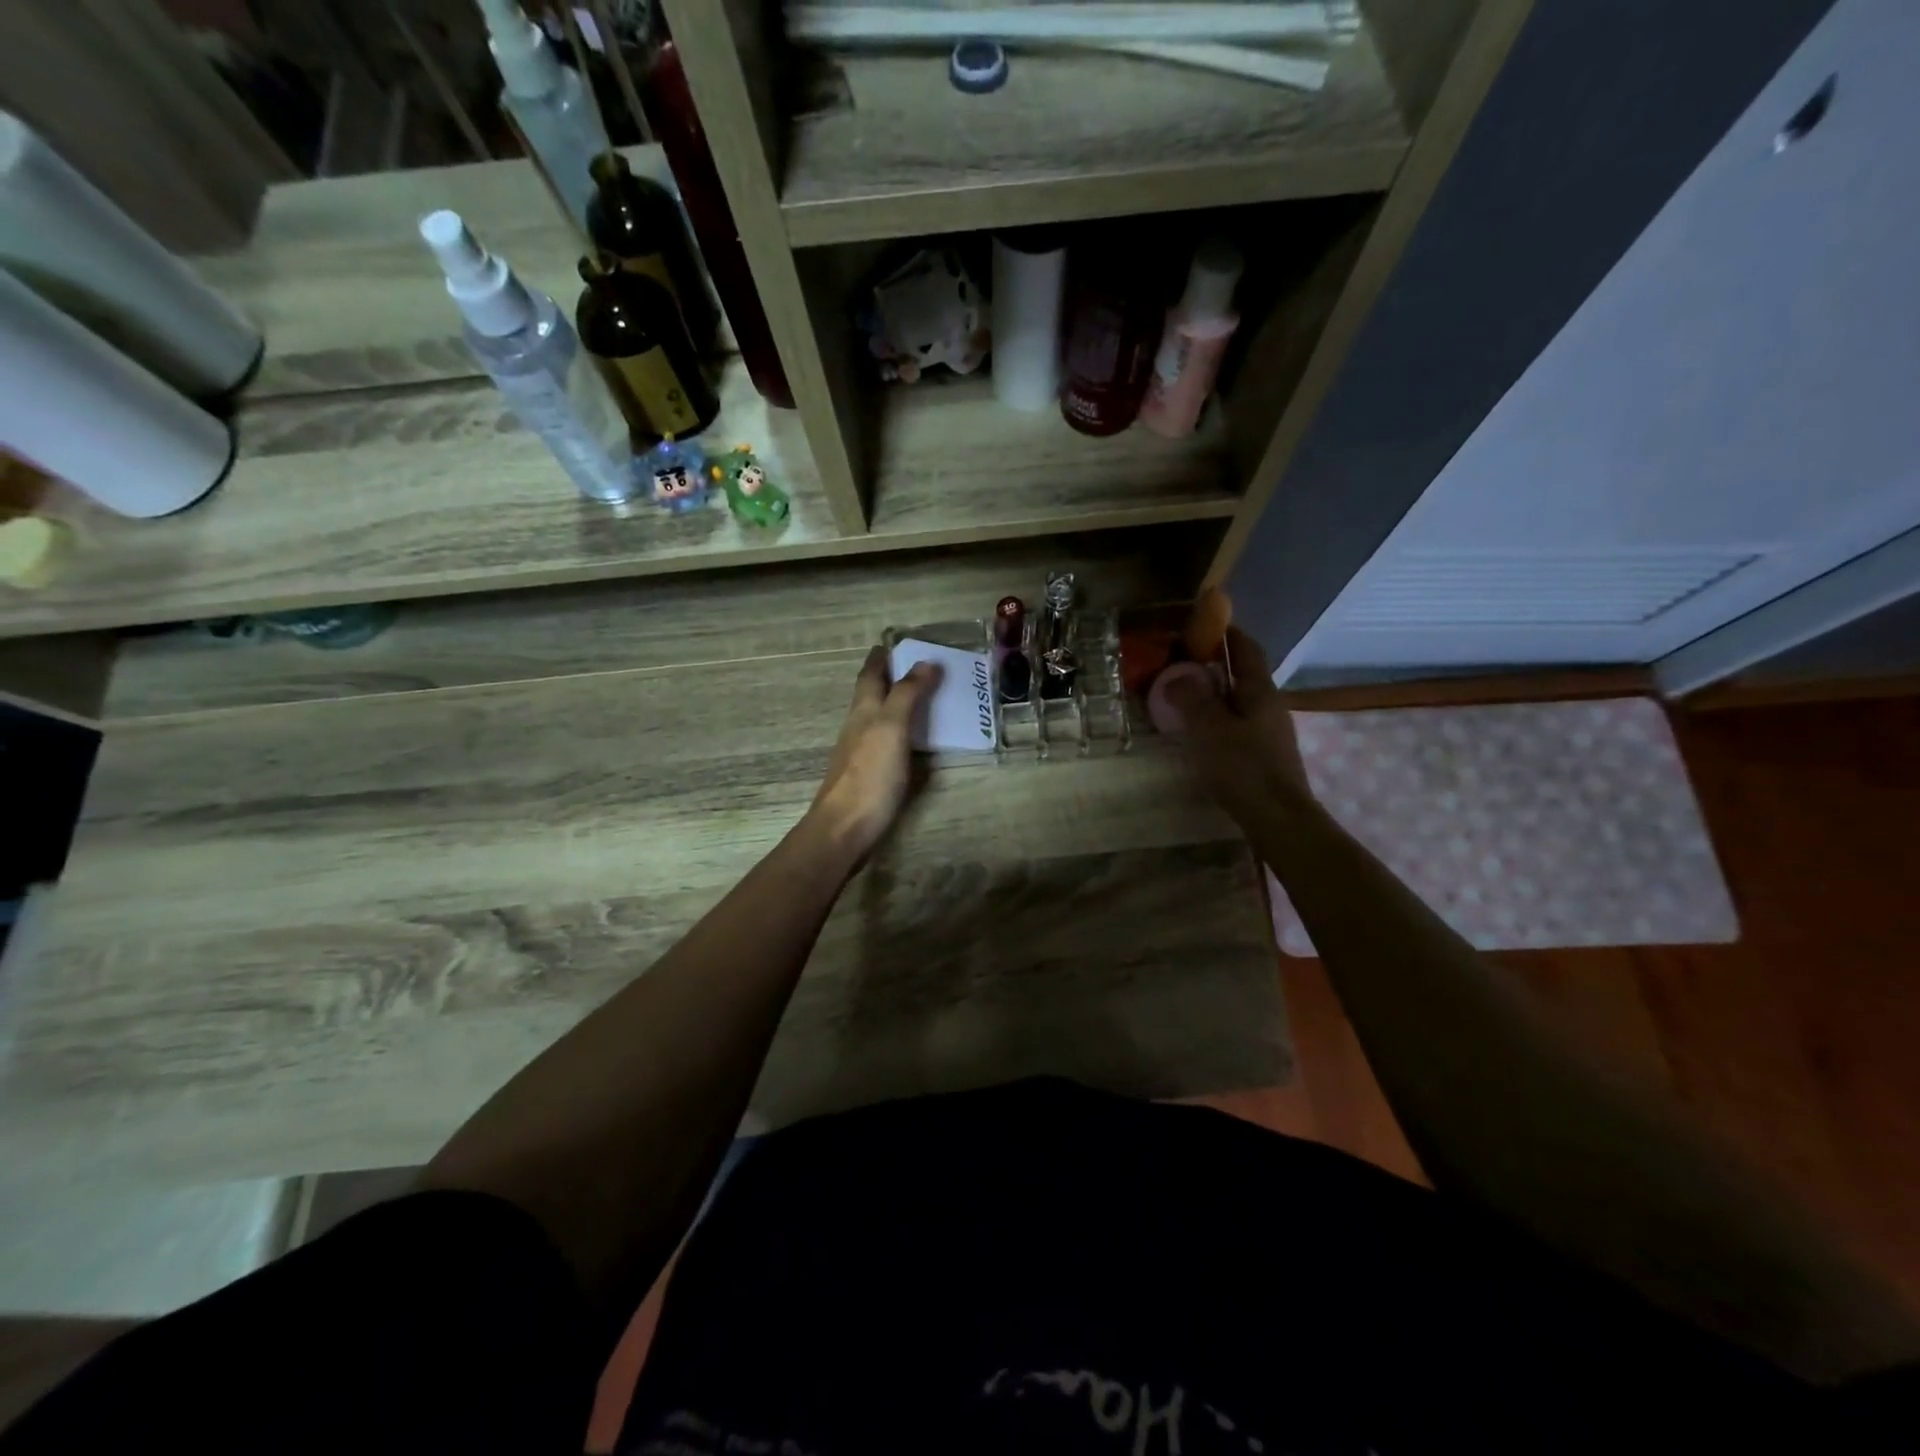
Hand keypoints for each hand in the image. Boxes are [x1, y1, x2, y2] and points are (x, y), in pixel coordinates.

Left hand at [807, 647, 942, 860]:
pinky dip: (898, 732)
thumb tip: (925, 662)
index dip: (880, 658)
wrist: (845, 828)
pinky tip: (910, 741)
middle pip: (870, 695)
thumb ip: (907, 695)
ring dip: (894, 704)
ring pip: (876, 718)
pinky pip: (884, 742)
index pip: (870, 675)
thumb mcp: (892, 728)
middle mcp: (858, 727)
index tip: (892, 643)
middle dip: (888, 678)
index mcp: (863, 711)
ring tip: (920, 699)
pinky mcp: (867, 776)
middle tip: (915, 667)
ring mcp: (859, 753)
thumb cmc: (870, 775)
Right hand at [1165, 626, 1312, 818]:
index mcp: (1259, 690)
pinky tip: (1199, 731)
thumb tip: (1176, 676)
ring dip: (1214, 694)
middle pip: (1242, 674)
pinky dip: (1217, 718)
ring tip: (1183, 697)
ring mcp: (1269, 730)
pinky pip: (1237, 723)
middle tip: (1179, 663)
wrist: (1278, 818)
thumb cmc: (1243, 767)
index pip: (1245, 647)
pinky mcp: (1264, 753)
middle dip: (1214, 665)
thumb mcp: (1209, 728)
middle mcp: (1269, 704)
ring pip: (1238, 700)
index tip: (1201, 623)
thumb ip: (1191, 698)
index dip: (1226, 632)